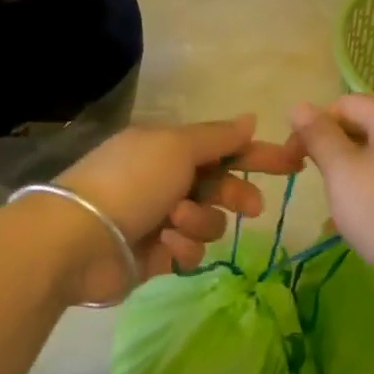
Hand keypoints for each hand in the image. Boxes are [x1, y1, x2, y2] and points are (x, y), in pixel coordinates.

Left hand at [55, 115, 303, 303]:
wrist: (78, 238)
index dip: (259, 154)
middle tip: (251, 207)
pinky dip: (181, 246)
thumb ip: (217, 137)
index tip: (294, 163)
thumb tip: (250, 118)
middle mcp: (167, 180)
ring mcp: (161, 218)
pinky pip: (190, 250)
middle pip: (222, 186)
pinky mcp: (157, 255)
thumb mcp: (176, 147)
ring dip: (199, 221)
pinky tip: (163, 244)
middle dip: (237, 195)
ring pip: (209, 221)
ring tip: (174, 222)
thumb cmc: (130, 181)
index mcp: (169, 148)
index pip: (225, 147)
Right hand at [289, 96, 373, 298]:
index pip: (344, 105)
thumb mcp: (342, 172)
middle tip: (316, 183)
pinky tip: (367, 217)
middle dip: (334, 150)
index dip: (312, 127)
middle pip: (365, 126)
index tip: (293, 161)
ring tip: (340, 206)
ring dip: (353, 171)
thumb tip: (299, 105)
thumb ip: (318, 135)